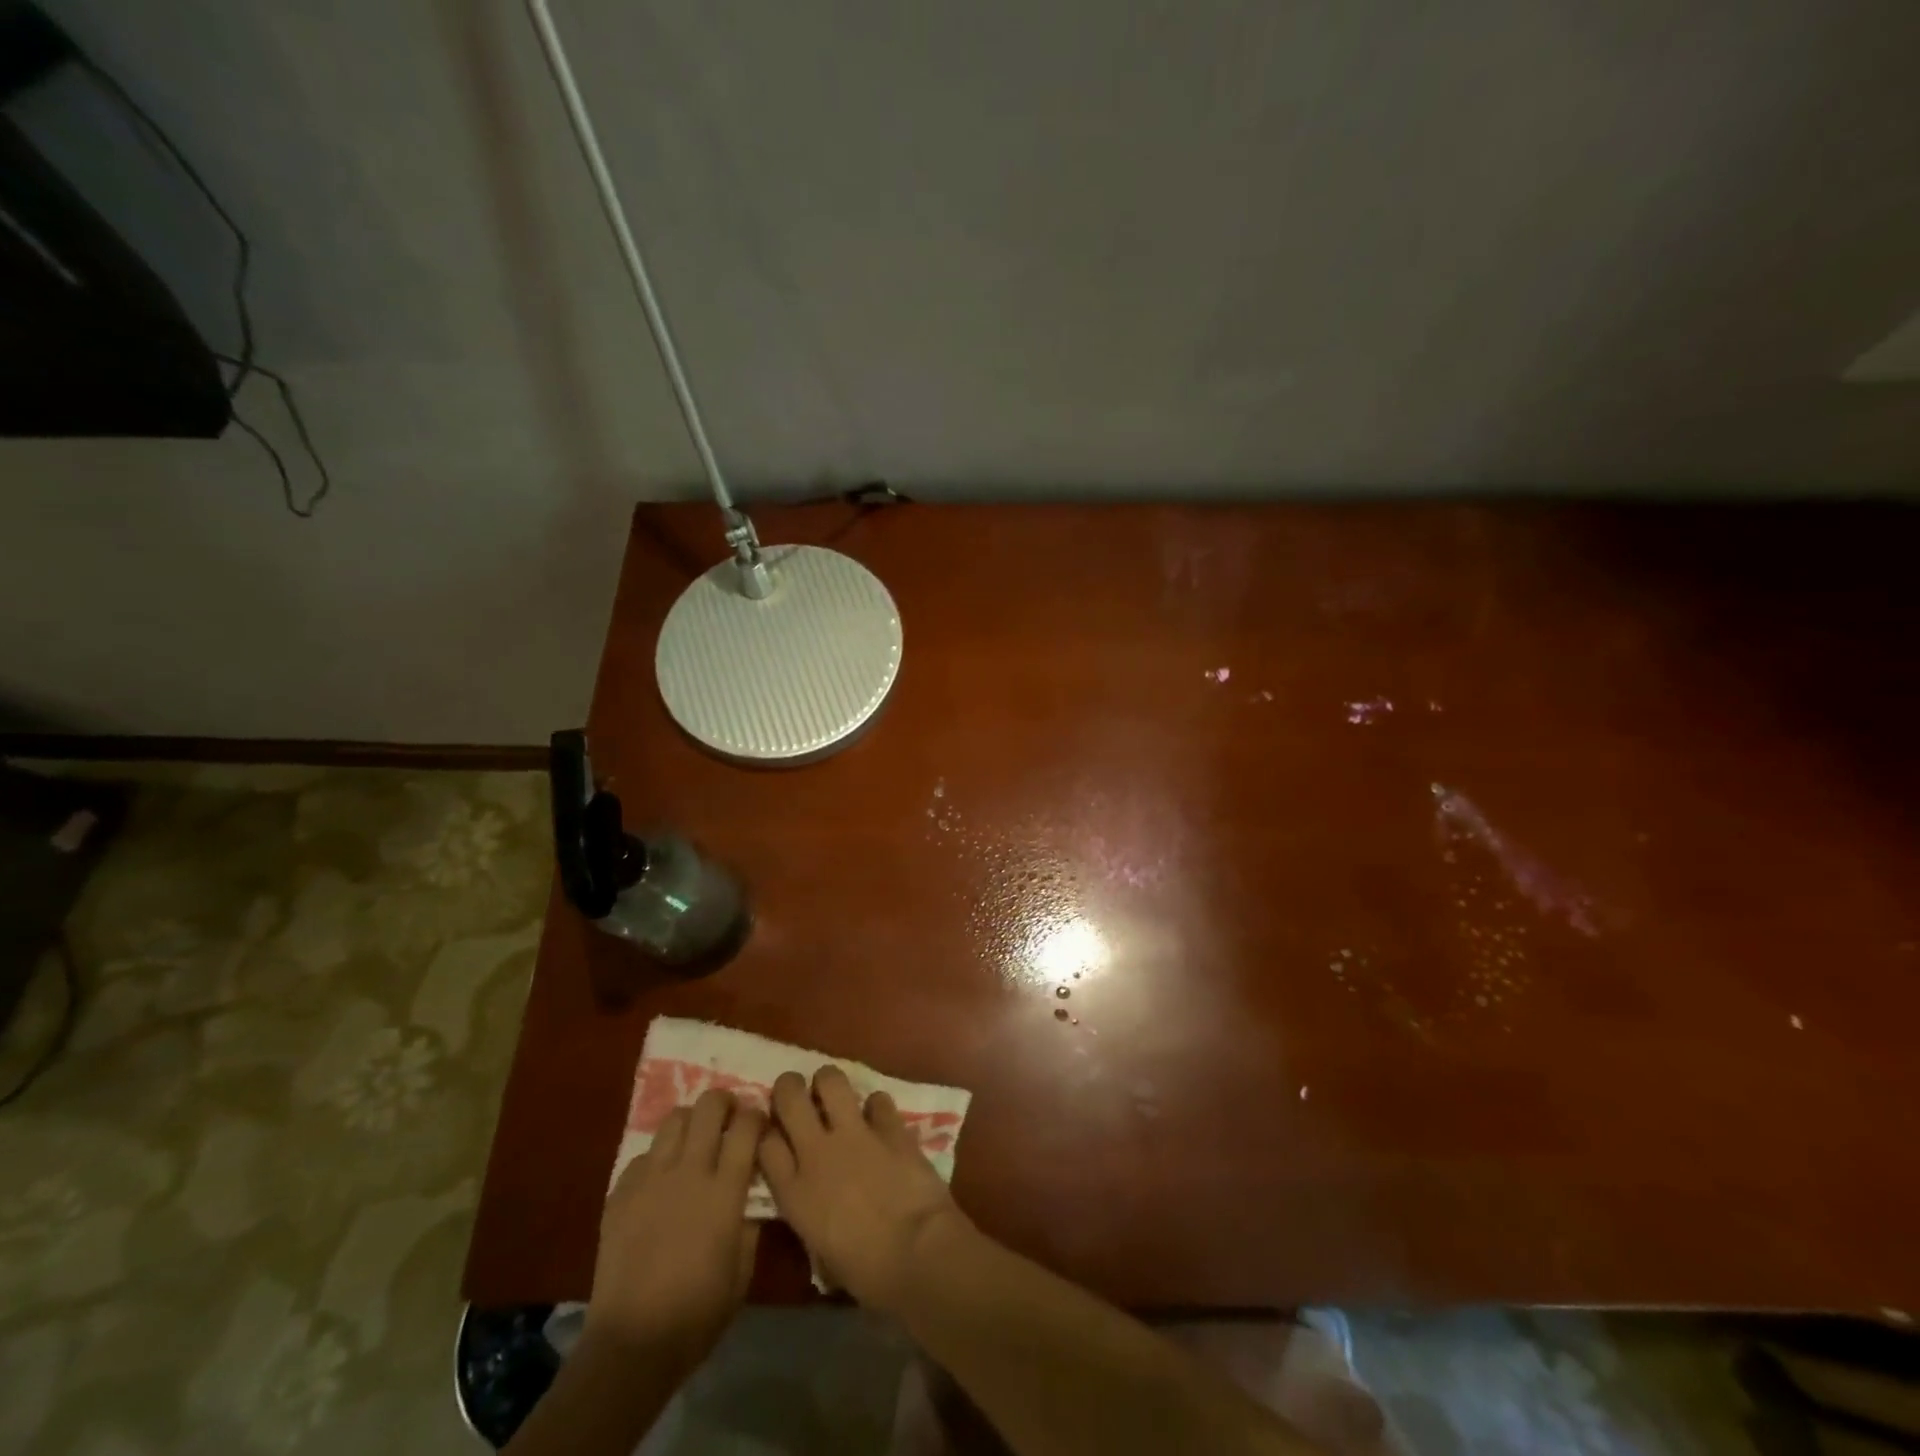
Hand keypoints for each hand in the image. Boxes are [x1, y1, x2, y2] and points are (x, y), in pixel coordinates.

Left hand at [585, 1088, 761, 1374]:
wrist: (632, 1345)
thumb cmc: (698, 1314)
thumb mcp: (742, 1271)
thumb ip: (750, 1222)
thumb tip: (751, 1193)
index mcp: (724, 1190)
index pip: (747, 1126)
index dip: (757, 1116)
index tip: (759, 1125)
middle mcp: (689, 1172)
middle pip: (709, 1106)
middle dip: (724, 1103)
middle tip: (729, 1118)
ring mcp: (651, 1180)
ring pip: (674, 1119)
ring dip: (691, 1122)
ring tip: (695, 1141)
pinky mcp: (621, 1193)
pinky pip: (644, 1155)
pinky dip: (658, 1158)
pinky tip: (661, 1181)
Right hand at [759, 1065, 971, 1311]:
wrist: (917, 1253)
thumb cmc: (867, 1273)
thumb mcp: (822, 1253)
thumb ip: (811, 1217)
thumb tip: (817, 1207)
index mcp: (795, 1193)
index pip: (765, 1143)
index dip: (768, 1133)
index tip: (775, 1134)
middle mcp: (817, 1153)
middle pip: (789, 1096)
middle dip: (790, 1087)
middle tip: (798, 1094)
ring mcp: (855, 1133)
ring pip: (831, 1080)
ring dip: (830, 1084)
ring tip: (836, 1095)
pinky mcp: (889, 1125)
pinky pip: (877, 1099)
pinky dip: (877, 1108)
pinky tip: (881, 1120)